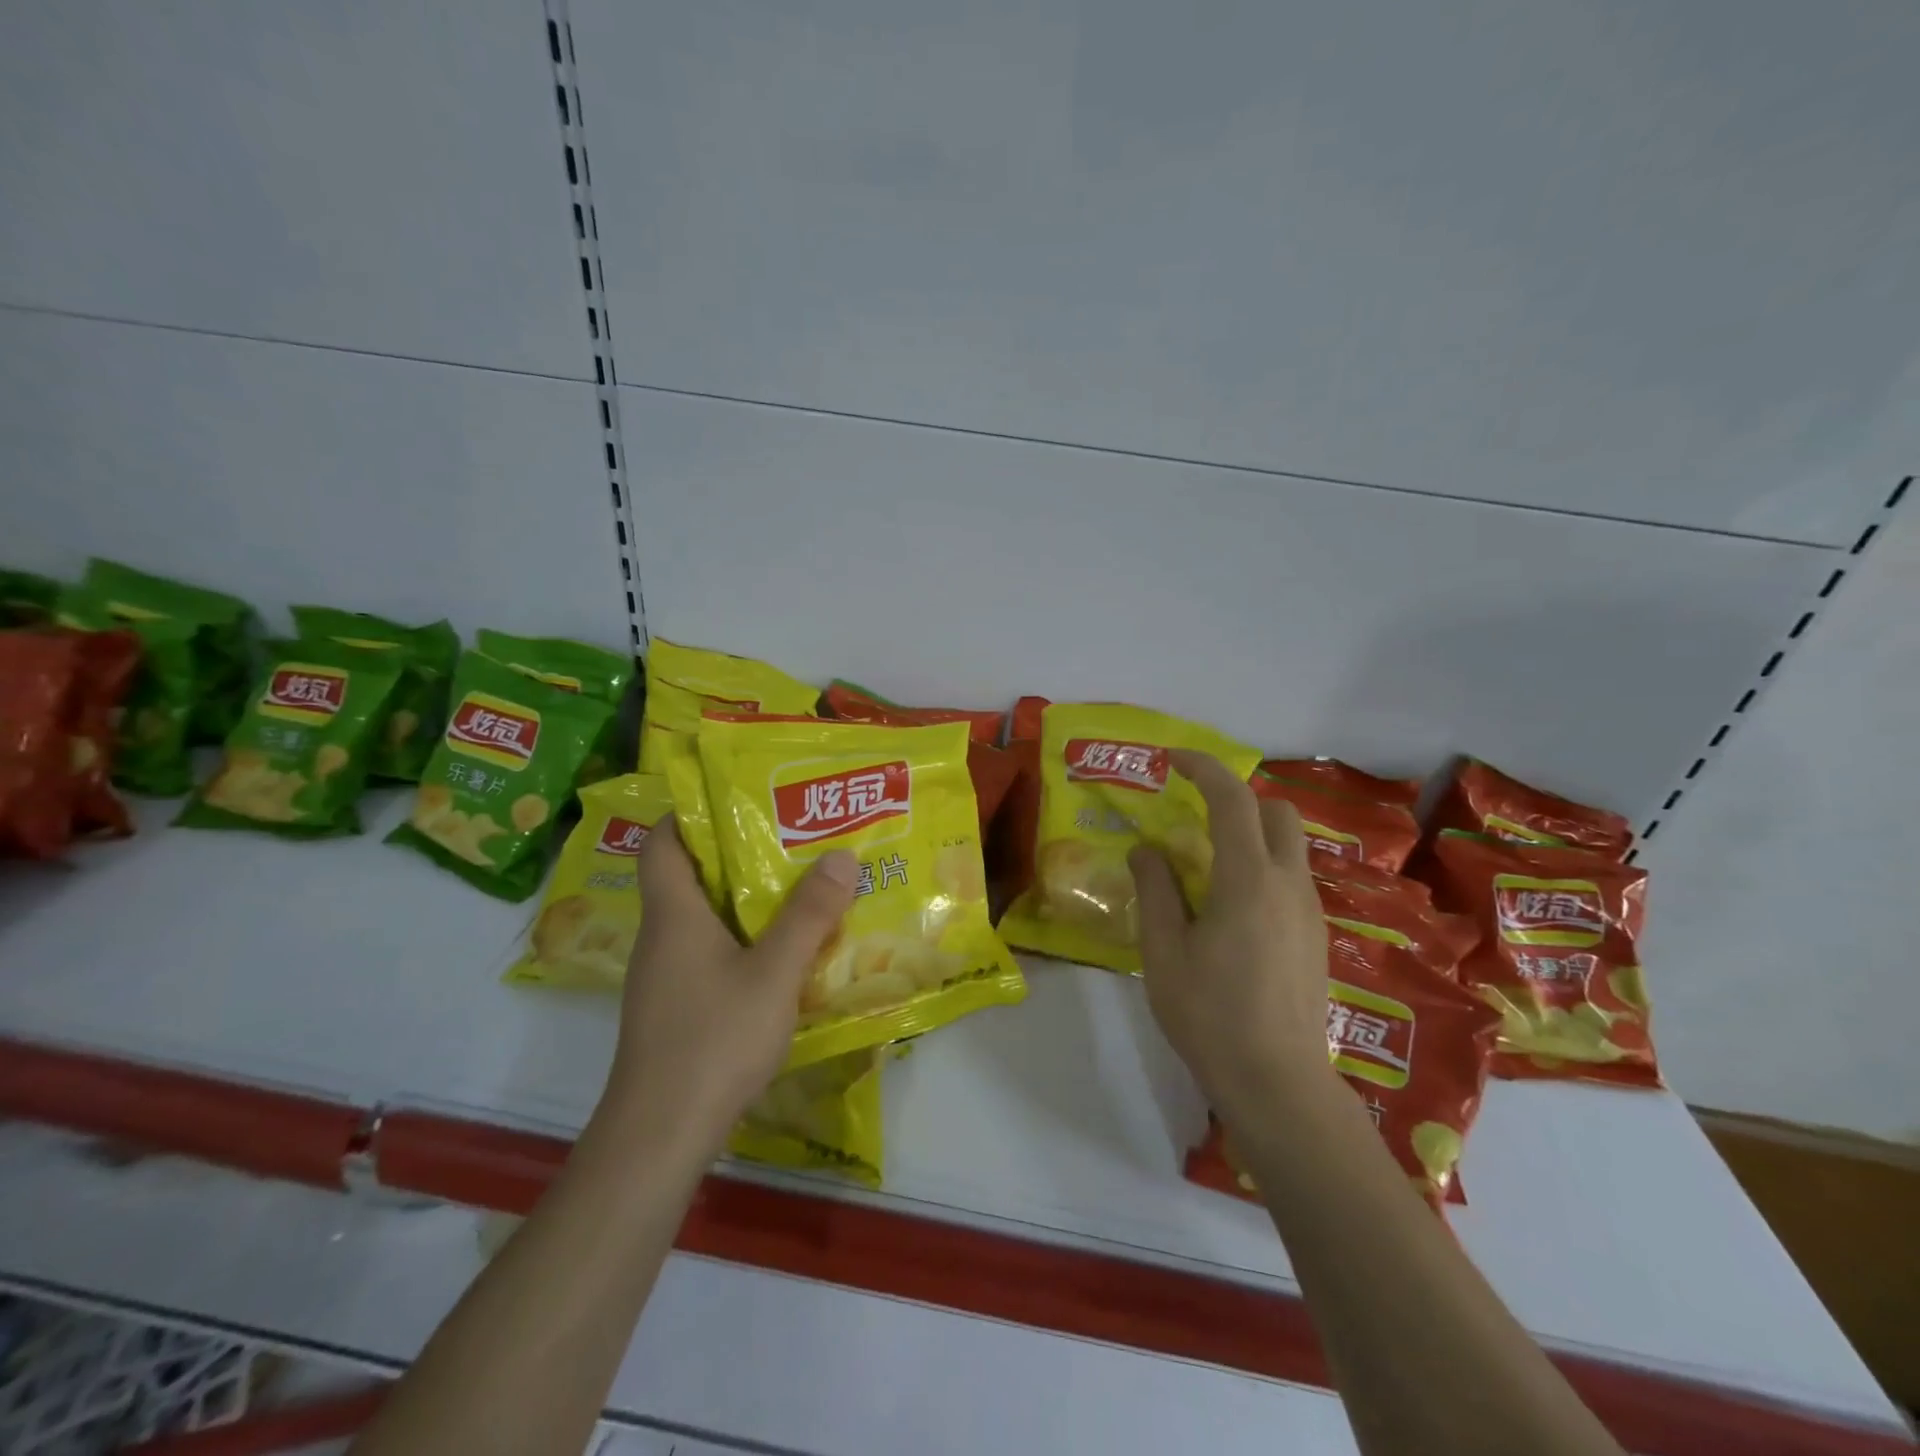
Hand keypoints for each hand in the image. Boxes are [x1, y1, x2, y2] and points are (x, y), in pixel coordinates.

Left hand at [604, 818, 856, 1143]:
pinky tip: (782, 954)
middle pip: (690, 877)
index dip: (690, 814)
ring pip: (703, 919)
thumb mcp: (773, 973)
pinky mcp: (676, 1009)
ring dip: (744, 900)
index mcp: (674, 915)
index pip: (663, 844)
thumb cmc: (713, 1040)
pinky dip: (742, 940)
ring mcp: (665, 977)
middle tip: (790, 837)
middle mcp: (662, 938)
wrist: (660, 1136)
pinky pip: (709, 954)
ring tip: (798, 887)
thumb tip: (841, 855)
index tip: (736, 798)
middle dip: (737, 854)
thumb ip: (809, 915)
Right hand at [1129, 749, 1332, 1123]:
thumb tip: (1146, 849)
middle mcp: (1289, 884)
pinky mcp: (1316, 937)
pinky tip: (1231, 908)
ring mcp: (1310, 911)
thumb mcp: (1164, 951)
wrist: (1278, 1084)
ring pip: (1288, 846)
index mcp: (1248, 880)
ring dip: (1250, 834)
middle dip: (1238, 798)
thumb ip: (1156, 890)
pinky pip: (1290, 878)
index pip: (1233, 800)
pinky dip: (1261, 867)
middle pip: (1276, 812)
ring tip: (1205, 865)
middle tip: (1194, 815)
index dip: (1204, 768)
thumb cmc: (1209, 1015)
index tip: (1173, 760)